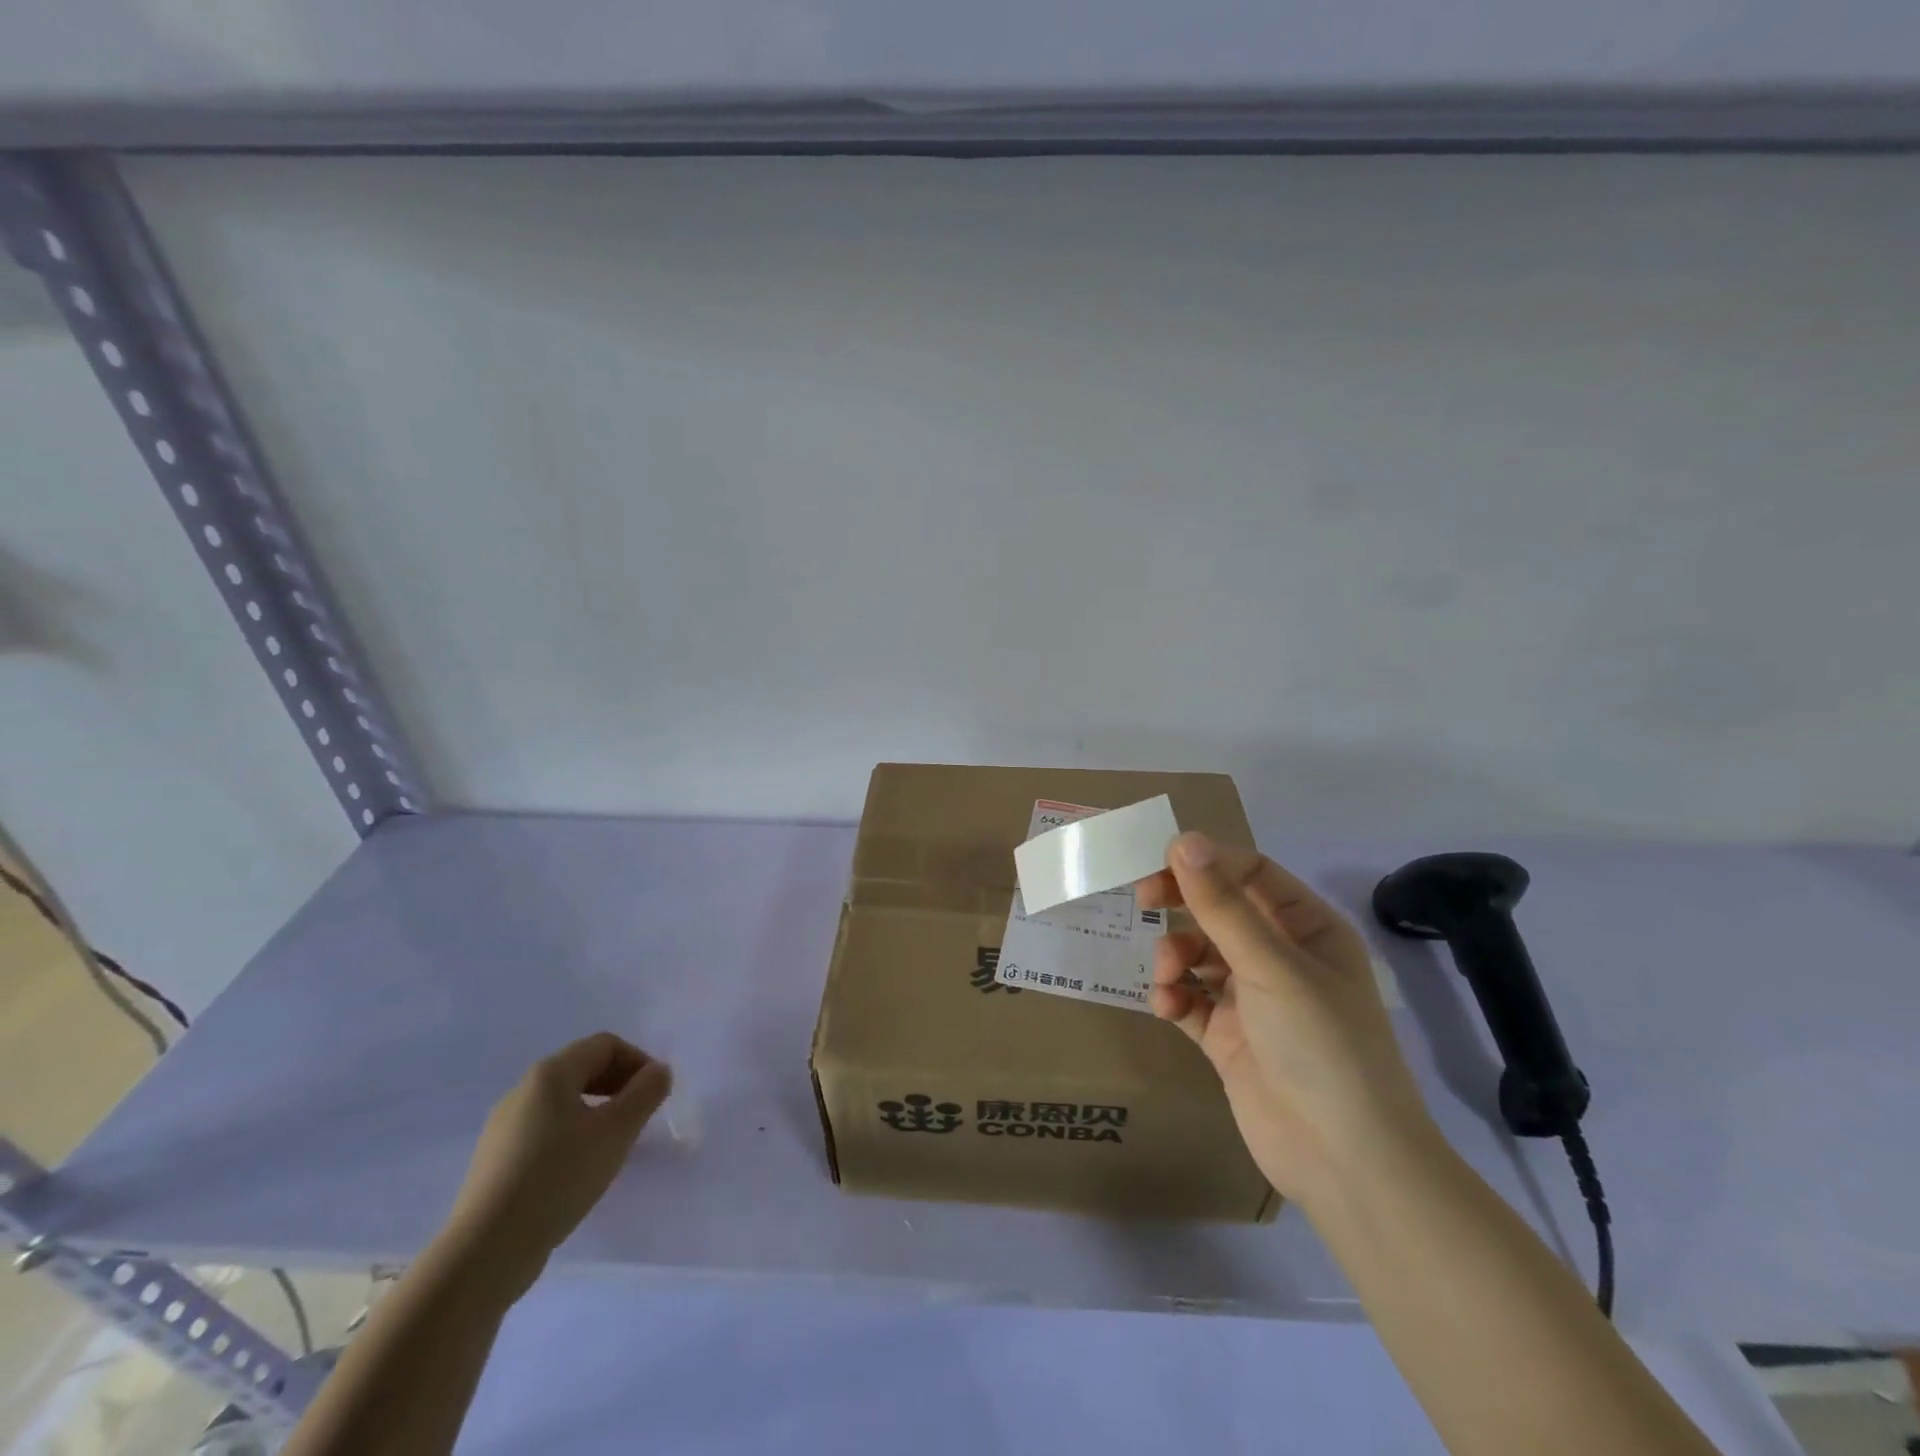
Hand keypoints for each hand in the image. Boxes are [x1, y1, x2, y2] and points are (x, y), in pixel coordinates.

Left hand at [443, 1033, 671, 1294]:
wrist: (485, 1252)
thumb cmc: (558, 1178)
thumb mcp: (616, 1131)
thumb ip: (646, 1093)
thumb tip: (659, 1071)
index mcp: (549, 1074)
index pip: (605, 1045)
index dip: (638, 1060)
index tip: (656, 1093)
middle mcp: (522, 1091)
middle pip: (583, 1069)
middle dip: (619, 1084)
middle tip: (641, 1115)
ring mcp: (503, 1128)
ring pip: (564, 1102)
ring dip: (598, 1111)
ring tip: (615, 1143)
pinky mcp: (495, 1162)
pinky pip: (544, 1131)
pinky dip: (573, 1135)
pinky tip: (580, 1169)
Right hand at [1137, 832, 1436, 1211]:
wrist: (1344, 1161)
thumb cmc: (1321, 1045)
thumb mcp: (1271, 966)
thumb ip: (1222, 905)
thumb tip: (1183, 840)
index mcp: (1307, 928)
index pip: (1251, 873)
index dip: (1205, 863)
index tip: (1157, 863)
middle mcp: (1280, 956)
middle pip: (1219, 909)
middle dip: (1182, 904)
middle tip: (1142, 901)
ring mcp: (1253, 998)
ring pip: (1198, 953)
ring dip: (1175, 956)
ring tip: (1168, 976)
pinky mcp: (1228, 1037)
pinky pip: (1190, 999)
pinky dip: (1174, 996)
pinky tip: (1167, 1006)